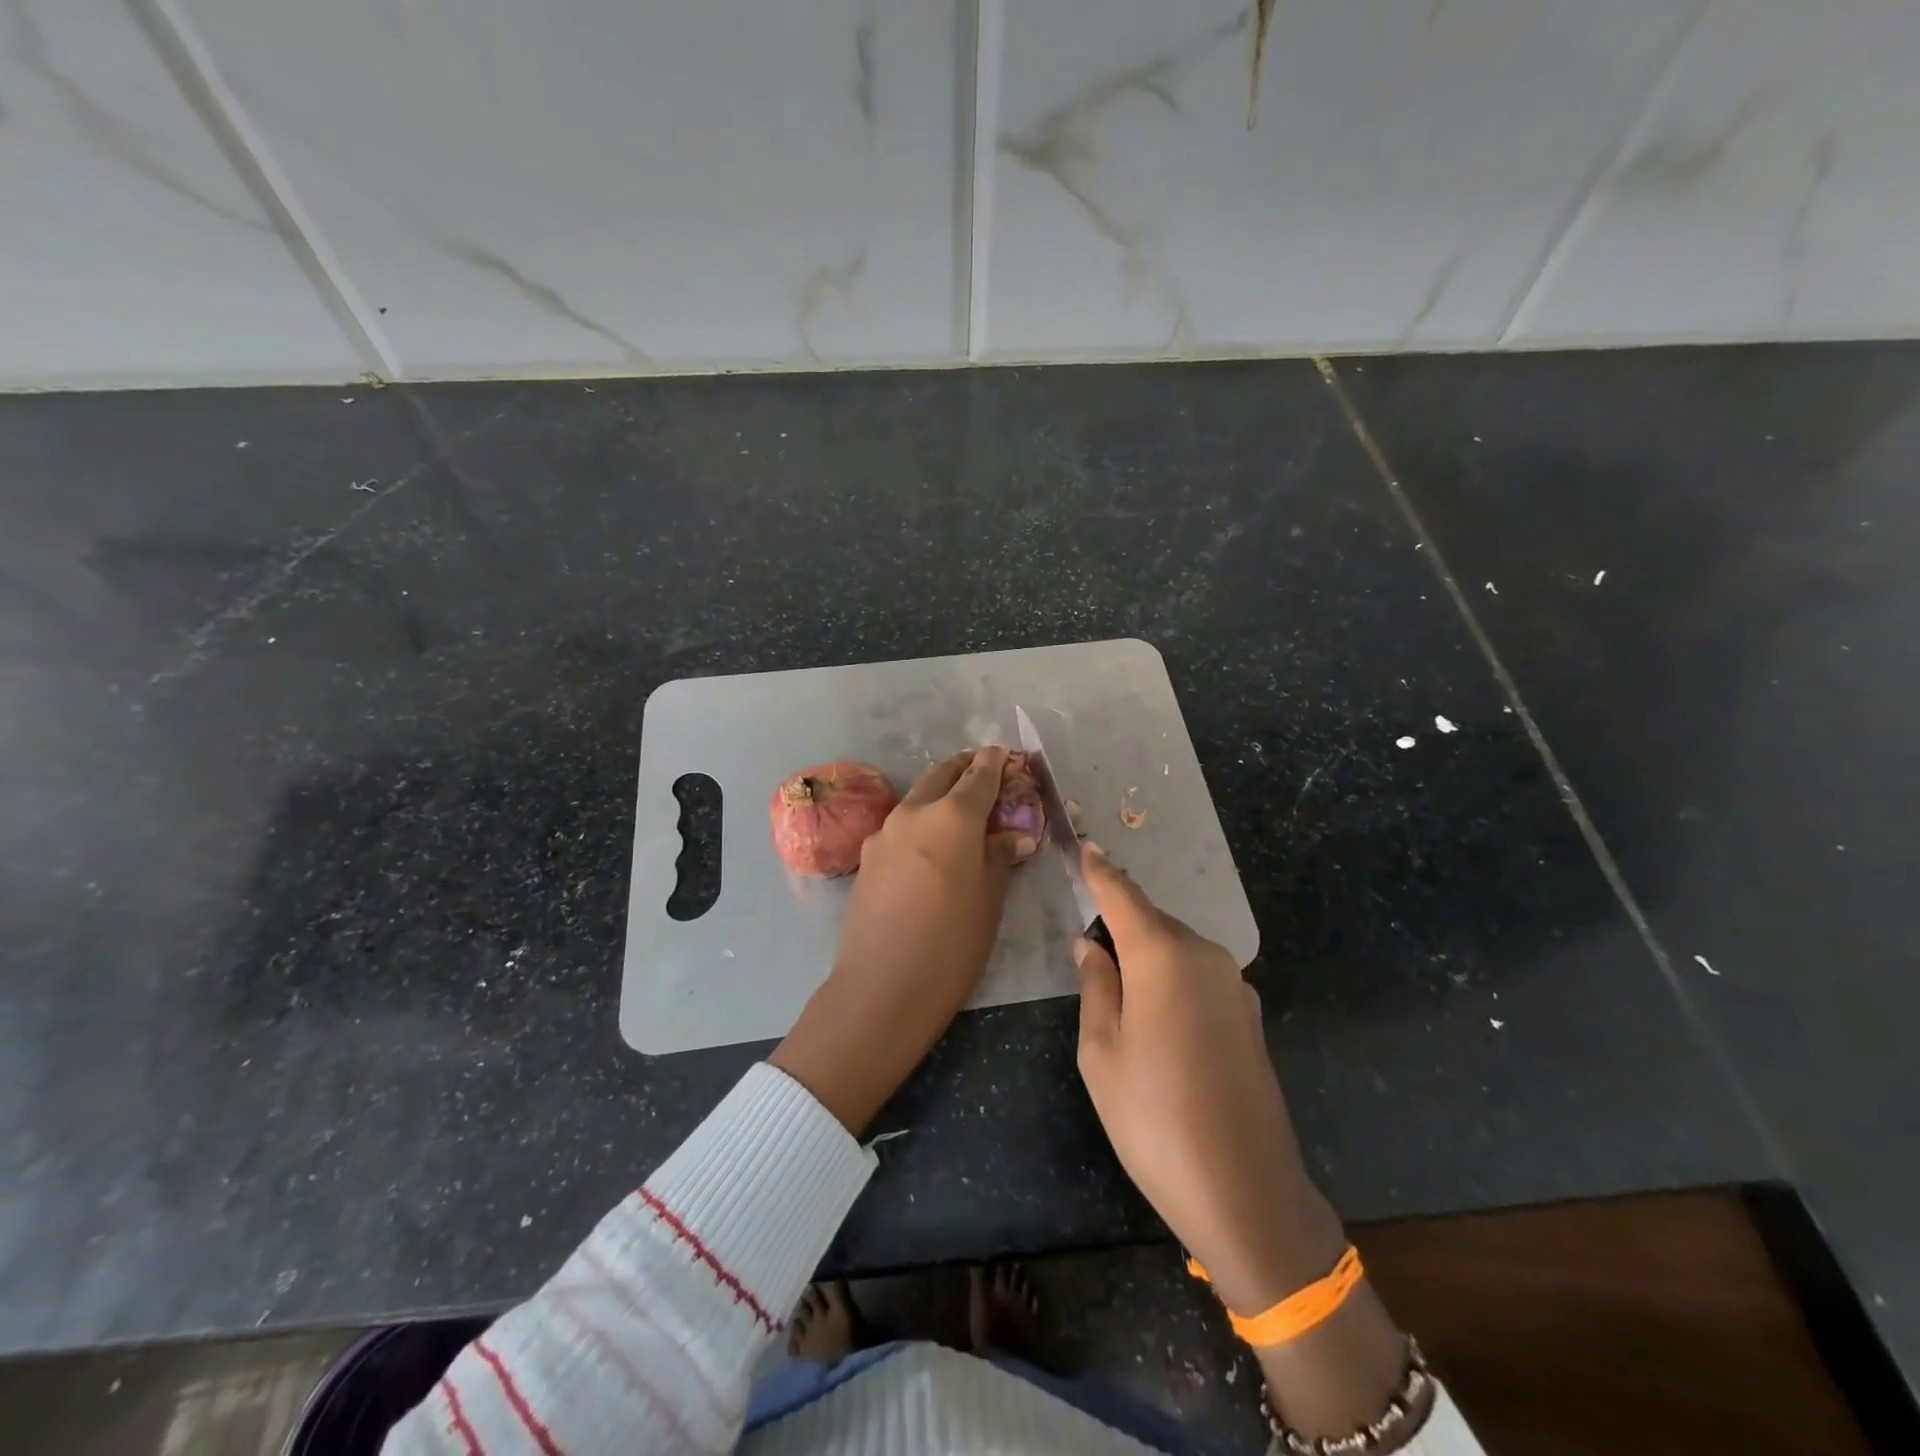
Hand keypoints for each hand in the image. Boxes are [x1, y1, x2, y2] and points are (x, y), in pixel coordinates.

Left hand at [771, 748, 1032, 1134]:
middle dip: (965, 768)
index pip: (979, 776)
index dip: (996, 763)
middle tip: (984, 771)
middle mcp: (914, 812)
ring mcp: (884, 832)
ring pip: (918, 797)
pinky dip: (921, 821)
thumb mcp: (990, 900)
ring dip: (940, 793)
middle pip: (942, 774)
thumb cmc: (952, 945)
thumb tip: (1013, 834)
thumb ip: (999, 856)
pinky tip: (930, 847)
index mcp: (952, 817)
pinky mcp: (867, 855)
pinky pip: (901, 825)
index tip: (1006, 754)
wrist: (881, 987)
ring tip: (961, 811)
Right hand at [1073, 844, 1342, 1316]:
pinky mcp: (1249, 1013)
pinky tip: (1160, 1017)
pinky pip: (1200, 974)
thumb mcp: (1102, 1052)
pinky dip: (1173, 976)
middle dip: (1121, 921)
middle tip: (1090, 945)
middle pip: (1152, 920)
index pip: (1123, 895)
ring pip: (1178, 947)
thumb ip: (1096, 986)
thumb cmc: (1154, 1118)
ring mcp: (1234, 984)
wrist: (1247, 1191)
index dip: (1101, 871)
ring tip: (1121, 991)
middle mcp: (1204, 955)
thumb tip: (1091, 945)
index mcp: (1162, 956)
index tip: (1085, 847)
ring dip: (1148, 952)